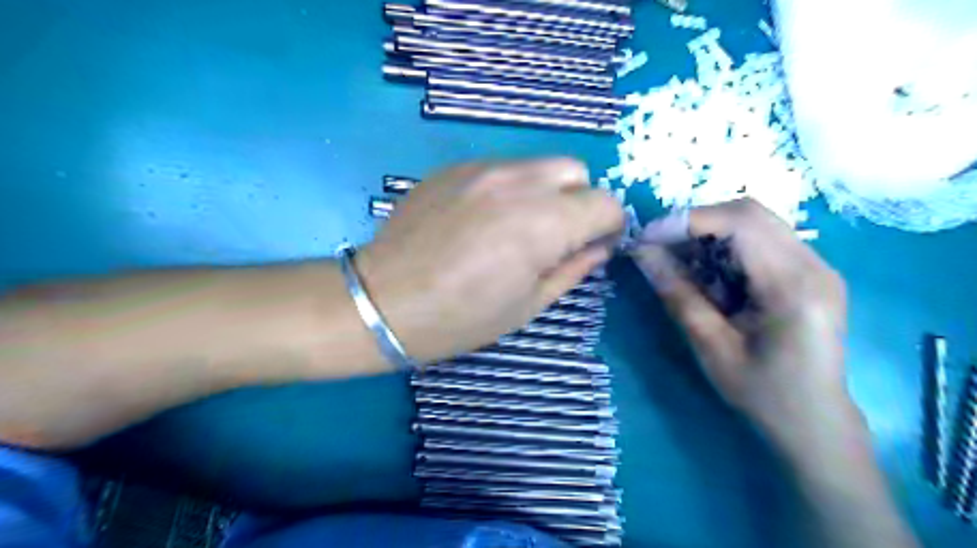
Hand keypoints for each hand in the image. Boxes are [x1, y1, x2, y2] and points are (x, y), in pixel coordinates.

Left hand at [356, 159, 621, 363]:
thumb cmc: (461, 317)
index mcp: (542, 222)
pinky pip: (501, 168)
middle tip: (555, 236)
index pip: (605, 202)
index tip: (594, 245)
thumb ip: (573, 269)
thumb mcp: (528, 305)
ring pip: (538, 165)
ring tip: (518, 227)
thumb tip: (598, 247)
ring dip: (544, 192)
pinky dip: (509, 188)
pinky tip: (483, 219)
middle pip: (575, 170)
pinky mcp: (454, 168)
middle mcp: (517, 183)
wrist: (384, 301)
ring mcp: (481, 169)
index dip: (608, 226)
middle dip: (578, 201)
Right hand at [634, 200, 846, 445]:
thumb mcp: (711, 347)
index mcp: (794, 287)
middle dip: (696, 224)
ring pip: (755, 223)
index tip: (648, 237)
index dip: (688, 221)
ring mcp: (817, 267)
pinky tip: (708, 275)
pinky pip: (762, 241)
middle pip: (749, 213)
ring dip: (710, 235)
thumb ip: (678, 295)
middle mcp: (815, 266)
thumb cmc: (763, 394)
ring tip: (680, 263)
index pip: (741, 223)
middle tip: (660, 247)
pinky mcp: (810, 273)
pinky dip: (726, 249)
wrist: (816, 423)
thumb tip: (642, 254)